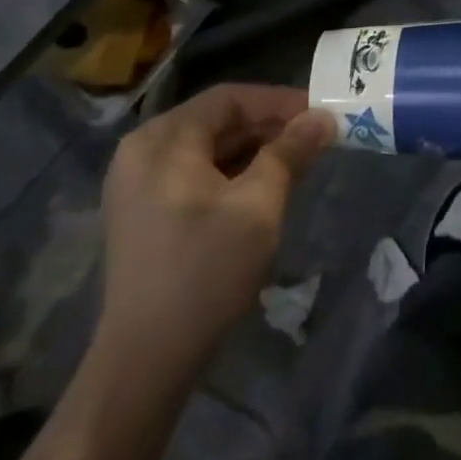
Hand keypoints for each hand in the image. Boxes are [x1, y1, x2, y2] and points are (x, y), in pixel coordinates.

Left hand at [94, 83, 334, 380]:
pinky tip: (264, 186)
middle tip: (314, 138)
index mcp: (163, 140)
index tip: (320, 114)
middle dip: (269, 126)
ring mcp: (137, 182)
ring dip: (254, 148)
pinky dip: (232, 171)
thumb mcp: (259, 205)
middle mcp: (143, 150)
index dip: (279, 101)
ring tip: (298, 161)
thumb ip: (291, 152)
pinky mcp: (142, 211)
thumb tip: (323, 117)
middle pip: (217, 120)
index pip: (230, 98)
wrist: (145, 361)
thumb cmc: (205, 272)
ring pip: (208, 146)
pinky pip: (194, 171)